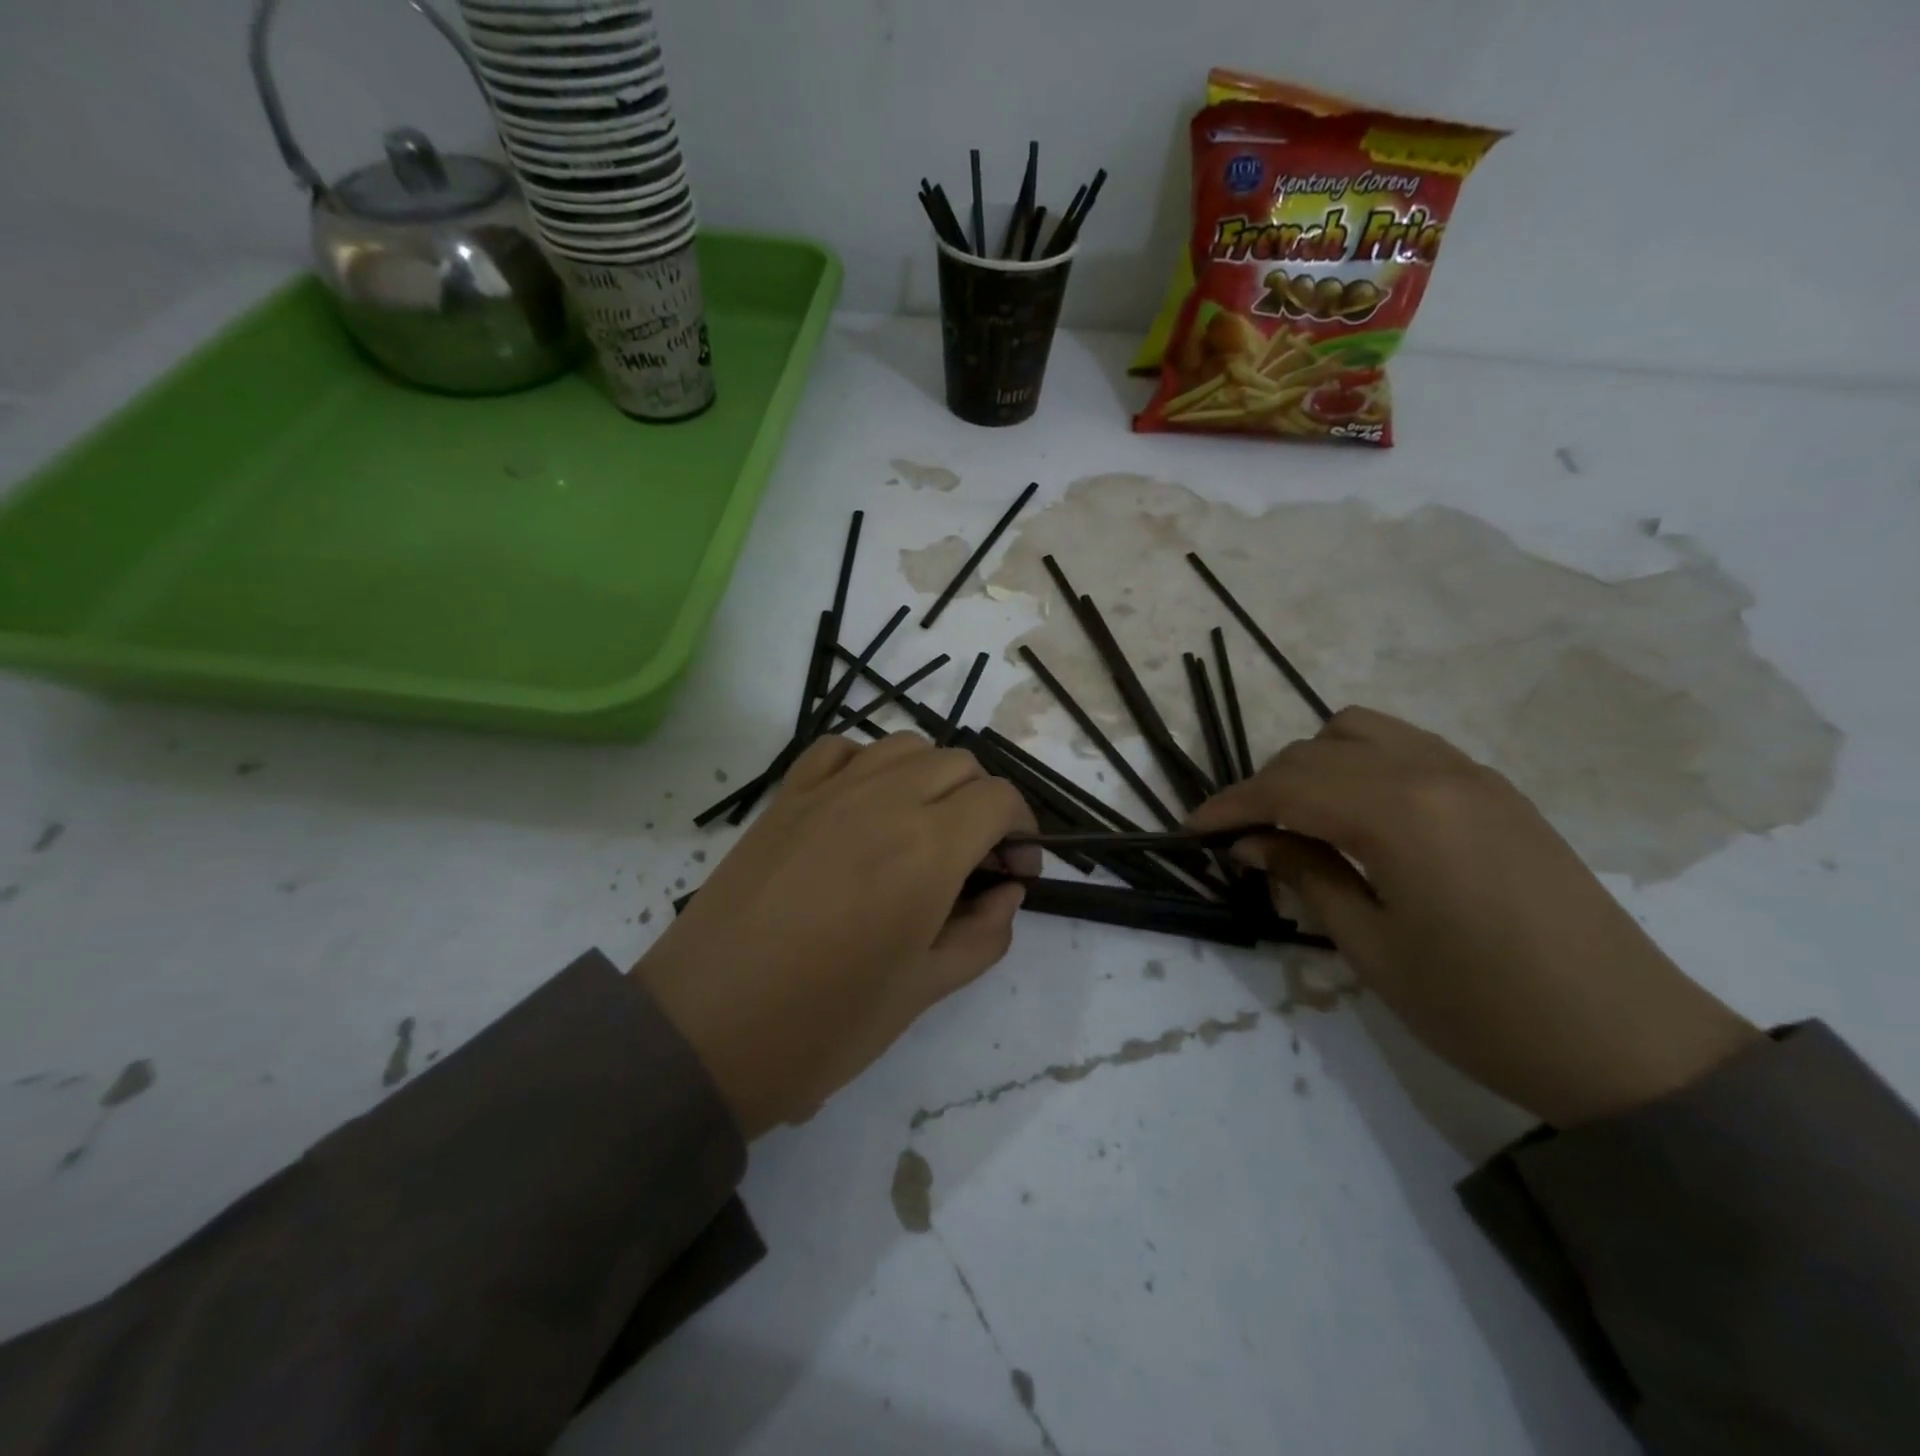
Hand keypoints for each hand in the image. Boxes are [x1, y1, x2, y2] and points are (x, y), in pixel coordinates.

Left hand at [634, 733, 1036, 1136]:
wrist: (704, 1029)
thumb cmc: (824, 1025)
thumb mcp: (923, 991)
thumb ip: (983, 934)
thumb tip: (1008, 893)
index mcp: (927, 849)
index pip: (1000, 799)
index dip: (1023, 829)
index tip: (1016, 870)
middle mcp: (883, 800)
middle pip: (960, 764)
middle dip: (983, 803)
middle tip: (975, 858)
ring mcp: (828, 791)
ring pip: (906, 746)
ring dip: (933, 777)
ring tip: (923, 828)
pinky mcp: (785, 797)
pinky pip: (840, 749)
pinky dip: (869, 763)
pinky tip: (865, 804)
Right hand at [1189, 708, 1759, 1126]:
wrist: (1628, 1043)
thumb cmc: (1482, 1008)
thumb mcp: (1372, 947)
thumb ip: (1306, 875)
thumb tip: (1253, 842)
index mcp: (1398, 813)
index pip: (1286, 787)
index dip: (1230, 805)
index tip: (1193, 830)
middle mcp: (1432, 772)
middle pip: (1315, 752)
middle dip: (1264, 787)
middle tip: (1242, 838)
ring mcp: (1471, 774)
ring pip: (1360, 732)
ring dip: (1313, 765)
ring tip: (1298, 818)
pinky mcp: (1495, 790)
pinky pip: (1405, 748)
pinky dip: (1360, 765)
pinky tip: (1357, 815)